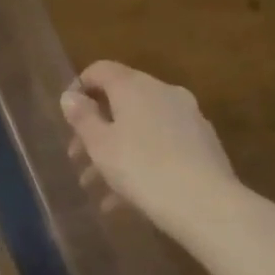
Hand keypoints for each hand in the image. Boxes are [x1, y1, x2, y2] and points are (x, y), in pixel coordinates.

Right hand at [61, 60, 241, 238]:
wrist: (206, 204)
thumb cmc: (142, 168)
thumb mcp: (100, 145)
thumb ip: (82, 117)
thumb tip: (70, 96)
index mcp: (135, 86)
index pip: (101, 70)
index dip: (80, 88)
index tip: (68, 117)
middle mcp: (163, 92)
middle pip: (121, 101)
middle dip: (96, 129)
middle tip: (78, 158)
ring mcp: (188, 117)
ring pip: (142, 128)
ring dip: (117, 151)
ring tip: (98, 188)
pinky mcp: (203, 144)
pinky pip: (163, 146)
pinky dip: (142, 162)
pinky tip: (127, 200)